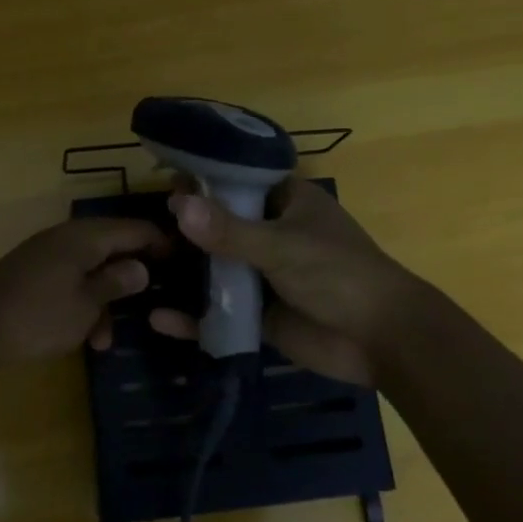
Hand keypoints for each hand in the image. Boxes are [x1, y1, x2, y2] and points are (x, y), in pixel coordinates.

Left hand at [0, 217, 167, 364]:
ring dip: (104, 301)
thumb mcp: (87, 304)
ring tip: (107, 339)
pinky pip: (70, 282)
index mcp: (86, 237)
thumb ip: (116, 283)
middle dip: (132, 276)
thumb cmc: (39, 315)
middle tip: (156, 299)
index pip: (135, 228)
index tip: (183, 263)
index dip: (161, 243)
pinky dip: (82, 304)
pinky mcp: (34, 275)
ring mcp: (48, 255)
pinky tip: (85, 338)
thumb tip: (140, 267)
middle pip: (113, 247)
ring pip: (91, 270)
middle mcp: (68, 238)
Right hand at [150, 178, 420, 385]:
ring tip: (140, 269)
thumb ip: (228, 231)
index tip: (163, 184)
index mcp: (287, 202)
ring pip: (217, 269)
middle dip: (185, 230)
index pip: (237, 182)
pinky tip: (159, 319)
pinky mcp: (260, 314)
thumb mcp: (281, 246)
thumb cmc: (339, 274)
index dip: (202, 182)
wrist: (382, 339)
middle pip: (220, 226)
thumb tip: (176, 205)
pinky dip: (194, 316)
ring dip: (185, 271)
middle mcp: (272, 233)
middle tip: (141, 233)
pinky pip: (220, 311)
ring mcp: (265, 275)